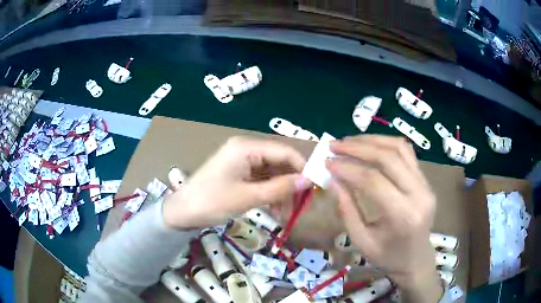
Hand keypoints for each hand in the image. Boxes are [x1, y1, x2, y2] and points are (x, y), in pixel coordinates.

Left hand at [162, 137, 311, 229]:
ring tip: (287, 213)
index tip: (314, 187)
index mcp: (247, 147)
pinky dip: (270, 194)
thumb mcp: (249, 197)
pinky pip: (261, 180)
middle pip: (278, 163)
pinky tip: (276, 209)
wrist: (183, 212)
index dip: (302, 168)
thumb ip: (280, 188)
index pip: (284, 151)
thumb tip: (308, 181)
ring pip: (271, 174)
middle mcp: (246, 150)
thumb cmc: (212, 201)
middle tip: (302, 205)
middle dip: (291, 184)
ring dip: (281, 192)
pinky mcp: (238, 173)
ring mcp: (241, 162)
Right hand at [326, 135, 442, 302]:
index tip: (327, 162)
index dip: (347, 168)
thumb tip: (333, 180)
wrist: (416, 259)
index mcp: (403, 216)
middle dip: (358, 148)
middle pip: (388, 158)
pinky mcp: (426, 180)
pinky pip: (407, 153)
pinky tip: (370, 145)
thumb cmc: (388, 257)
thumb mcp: (362, 241)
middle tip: (334, 146)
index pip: (373, 181)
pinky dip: (386, 144)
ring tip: (350, 142)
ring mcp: (426, 185)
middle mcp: (419, 194)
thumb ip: (347, 210)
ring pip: (400, 149)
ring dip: (372, 141)